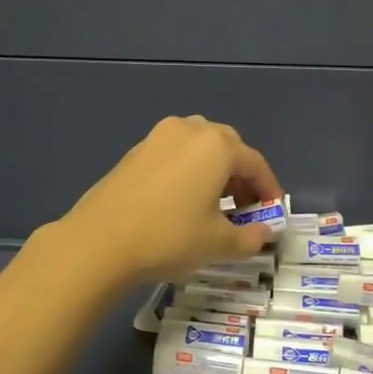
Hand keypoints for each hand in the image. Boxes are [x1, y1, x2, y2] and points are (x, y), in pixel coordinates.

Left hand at [50, 115, 284, 291]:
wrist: (99, 242)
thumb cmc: (169, 238)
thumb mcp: (218, 244)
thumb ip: (250, 237)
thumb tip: (264, 233)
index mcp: (217, 146)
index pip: (256, 164)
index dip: (269, 189)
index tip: (273, 213)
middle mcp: (190, 130)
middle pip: (229, 147)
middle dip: (242, 176)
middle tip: (244, 208)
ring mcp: (159, 136)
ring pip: (200, 145)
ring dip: (215, 169)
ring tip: (214, 202)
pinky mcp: (136, 150)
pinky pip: (175, 153)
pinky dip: (189, 170)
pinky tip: (183, 200)